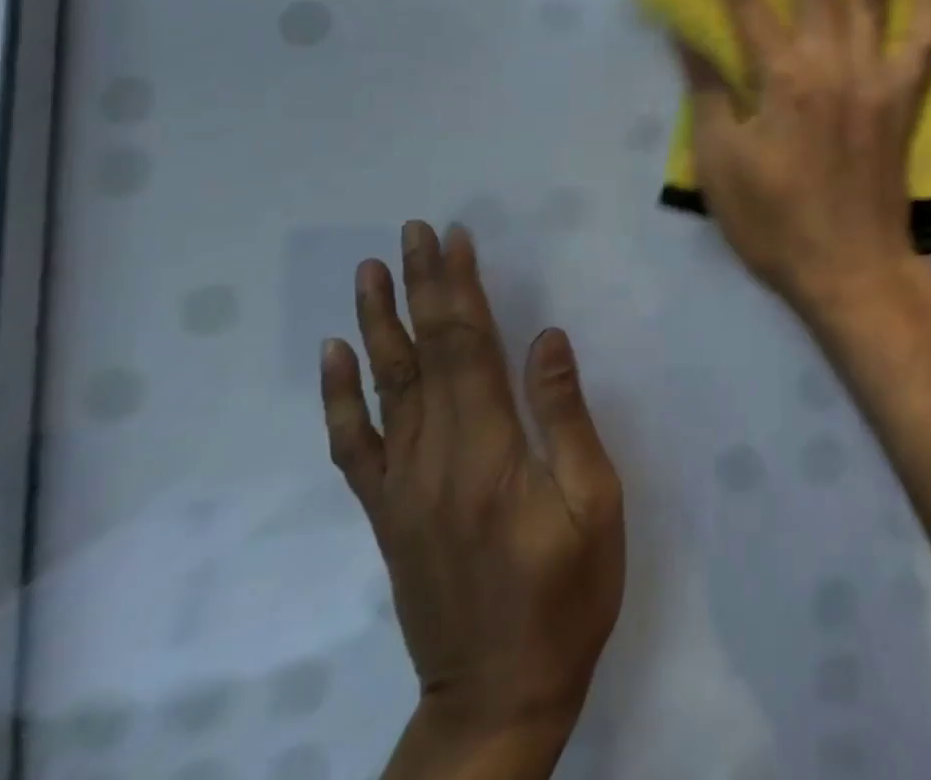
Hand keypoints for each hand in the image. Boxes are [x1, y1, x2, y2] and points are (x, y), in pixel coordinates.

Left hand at [320, 222, 623, 768]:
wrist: (498, 699)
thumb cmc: (566, 595)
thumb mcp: (594, 505)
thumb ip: (567, 417)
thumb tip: (548, 339)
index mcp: (489, 452)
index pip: (466, 348)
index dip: (458, 289)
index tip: (454, 239)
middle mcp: (434, 459)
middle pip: (423, 354)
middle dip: (420, 287)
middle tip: (413, 232)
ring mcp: (402, 488)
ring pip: (385, 387)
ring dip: (378, 323)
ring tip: (370, 272)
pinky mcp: (388, 514)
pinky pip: (356, 445)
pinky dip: (340, 397)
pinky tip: (336, 359)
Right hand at [681, 0, 930, 321]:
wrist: (849, 266)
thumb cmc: (775, 221)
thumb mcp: (722, 162)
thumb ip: (709, 92)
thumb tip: (687, 37)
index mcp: (781, 78)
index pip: (745, 6)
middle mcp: (831, 63)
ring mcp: (875, 78)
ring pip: (876, 0)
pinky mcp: (904, 100)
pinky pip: (923, 44)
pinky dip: (930, 7)